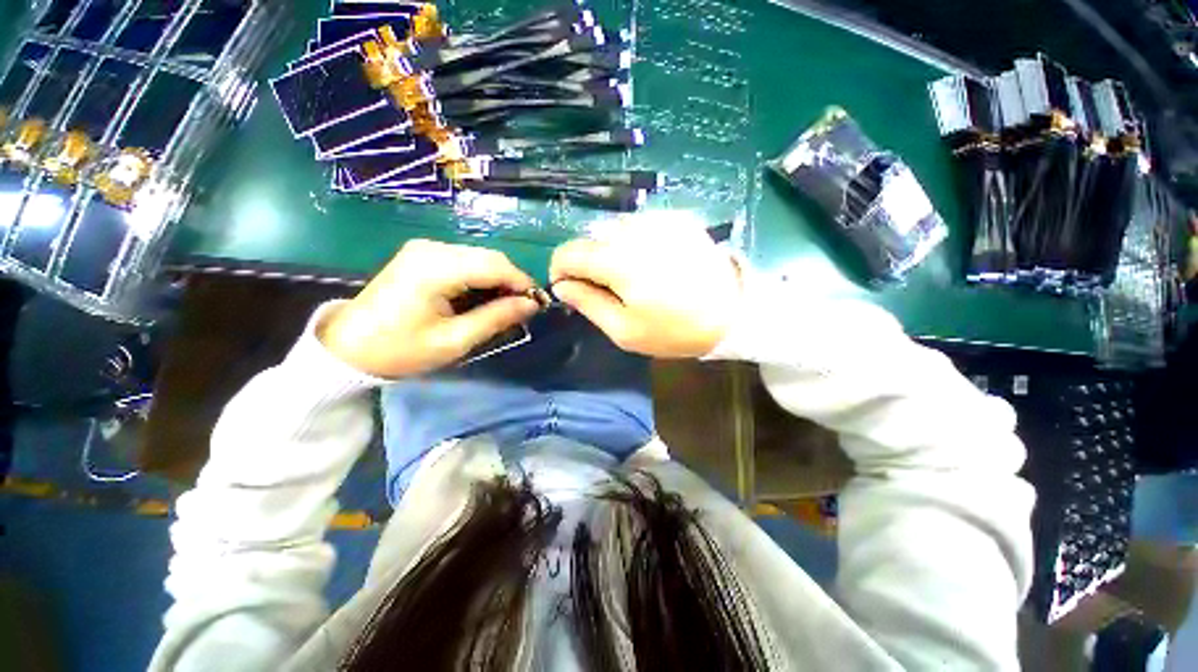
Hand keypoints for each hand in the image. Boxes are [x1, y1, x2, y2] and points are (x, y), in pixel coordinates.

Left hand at [318, 240, 539, 377]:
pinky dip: (481, 277)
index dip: (522, 282)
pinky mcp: (422, 255)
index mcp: (436, 267)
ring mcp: (425, 249)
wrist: (348, 347)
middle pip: (489, 257)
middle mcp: (432, 248)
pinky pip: (465, 261)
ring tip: (505, 307)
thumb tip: (531, 304)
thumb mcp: (454, 341)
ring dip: (498, 280)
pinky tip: (483, 297)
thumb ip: (496, 318)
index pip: (495, 264)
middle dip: (512, 281)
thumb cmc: (400, 349)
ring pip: (480, 258)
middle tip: (523, 309)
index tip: (538, 304)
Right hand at [549, 216, 741, 357]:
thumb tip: (562, 286)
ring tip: (629, 274)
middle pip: (590, 237)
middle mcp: (634, 231)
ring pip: (613, 227)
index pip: (569, 252)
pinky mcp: (676, 218)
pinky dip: (633, 240)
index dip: (560, 269)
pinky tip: (649, 260)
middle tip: (604, 287)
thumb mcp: (625, 331)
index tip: (567, 287)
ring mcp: (657, 220)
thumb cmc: (675, 330)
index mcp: (618, 261)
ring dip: (610, 249)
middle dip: (587, 261)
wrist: (733, 313)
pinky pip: (639, 224)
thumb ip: (588, 304)